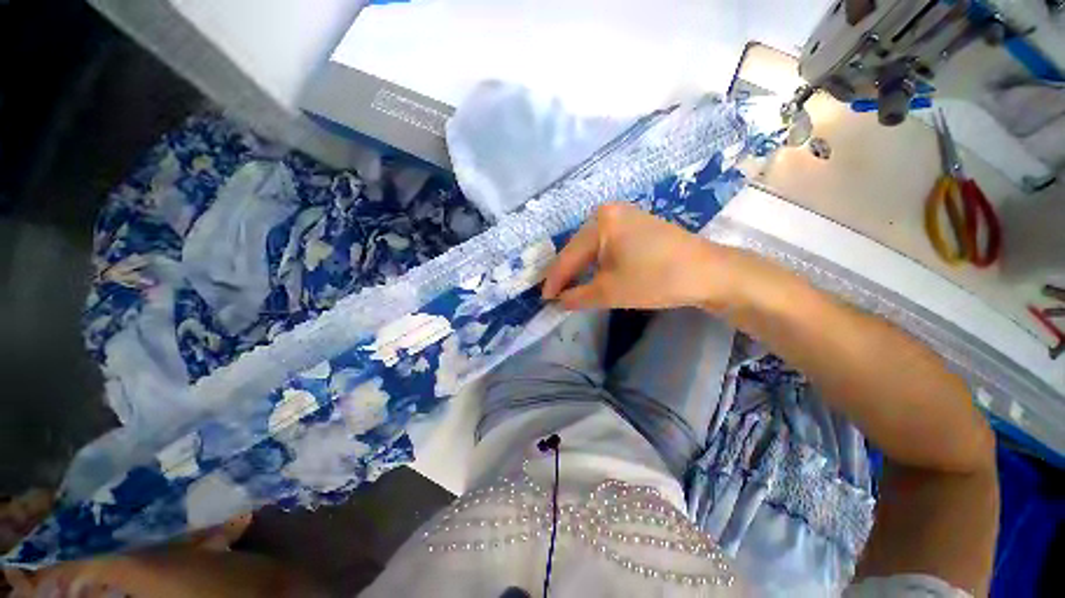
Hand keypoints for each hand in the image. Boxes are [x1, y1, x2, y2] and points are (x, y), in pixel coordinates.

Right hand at [542, 203, 748, 311]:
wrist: (709, 272)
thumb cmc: (655, 279)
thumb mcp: (610, 291)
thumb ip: (577, 296)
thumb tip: (558, 301)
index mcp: (600, 221)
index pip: (568, 255)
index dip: (555, 280)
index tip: (543, 298)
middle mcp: (610, 212)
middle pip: (579, 248)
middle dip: (568, 273)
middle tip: (556, 295)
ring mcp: (626, 216)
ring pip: (593, 247)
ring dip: (582, 268)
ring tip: (571, 287)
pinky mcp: (638, 225)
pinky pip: (608, 244)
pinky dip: (598, 262)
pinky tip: (594, 274)